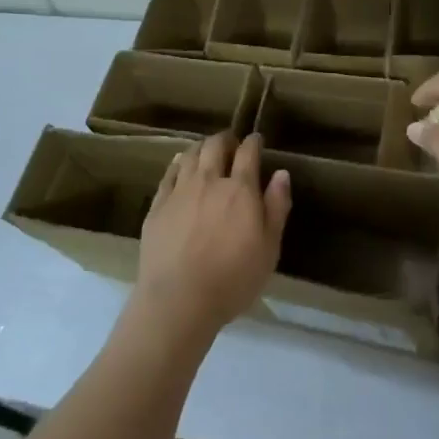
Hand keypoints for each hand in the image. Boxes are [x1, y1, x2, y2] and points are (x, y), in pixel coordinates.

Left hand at [134, 132, 289, 339]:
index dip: (253, 142)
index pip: (248, 153)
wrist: (178, 299)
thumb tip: (281, 173)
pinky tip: (180, 166)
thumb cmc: (233, 279)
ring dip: (201, 147)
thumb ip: (276, 207)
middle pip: (215, 146)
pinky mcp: (158, 204)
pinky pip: (168, 173)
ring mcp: (180, 191)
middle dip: (225, 139)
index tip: (256, 140)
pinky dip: (178, 163)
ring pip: (189, 154)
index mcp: (240, 190)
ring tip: (206, 151)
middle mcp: (209, 181)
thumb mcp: (269, 248)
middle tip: (231, 143)